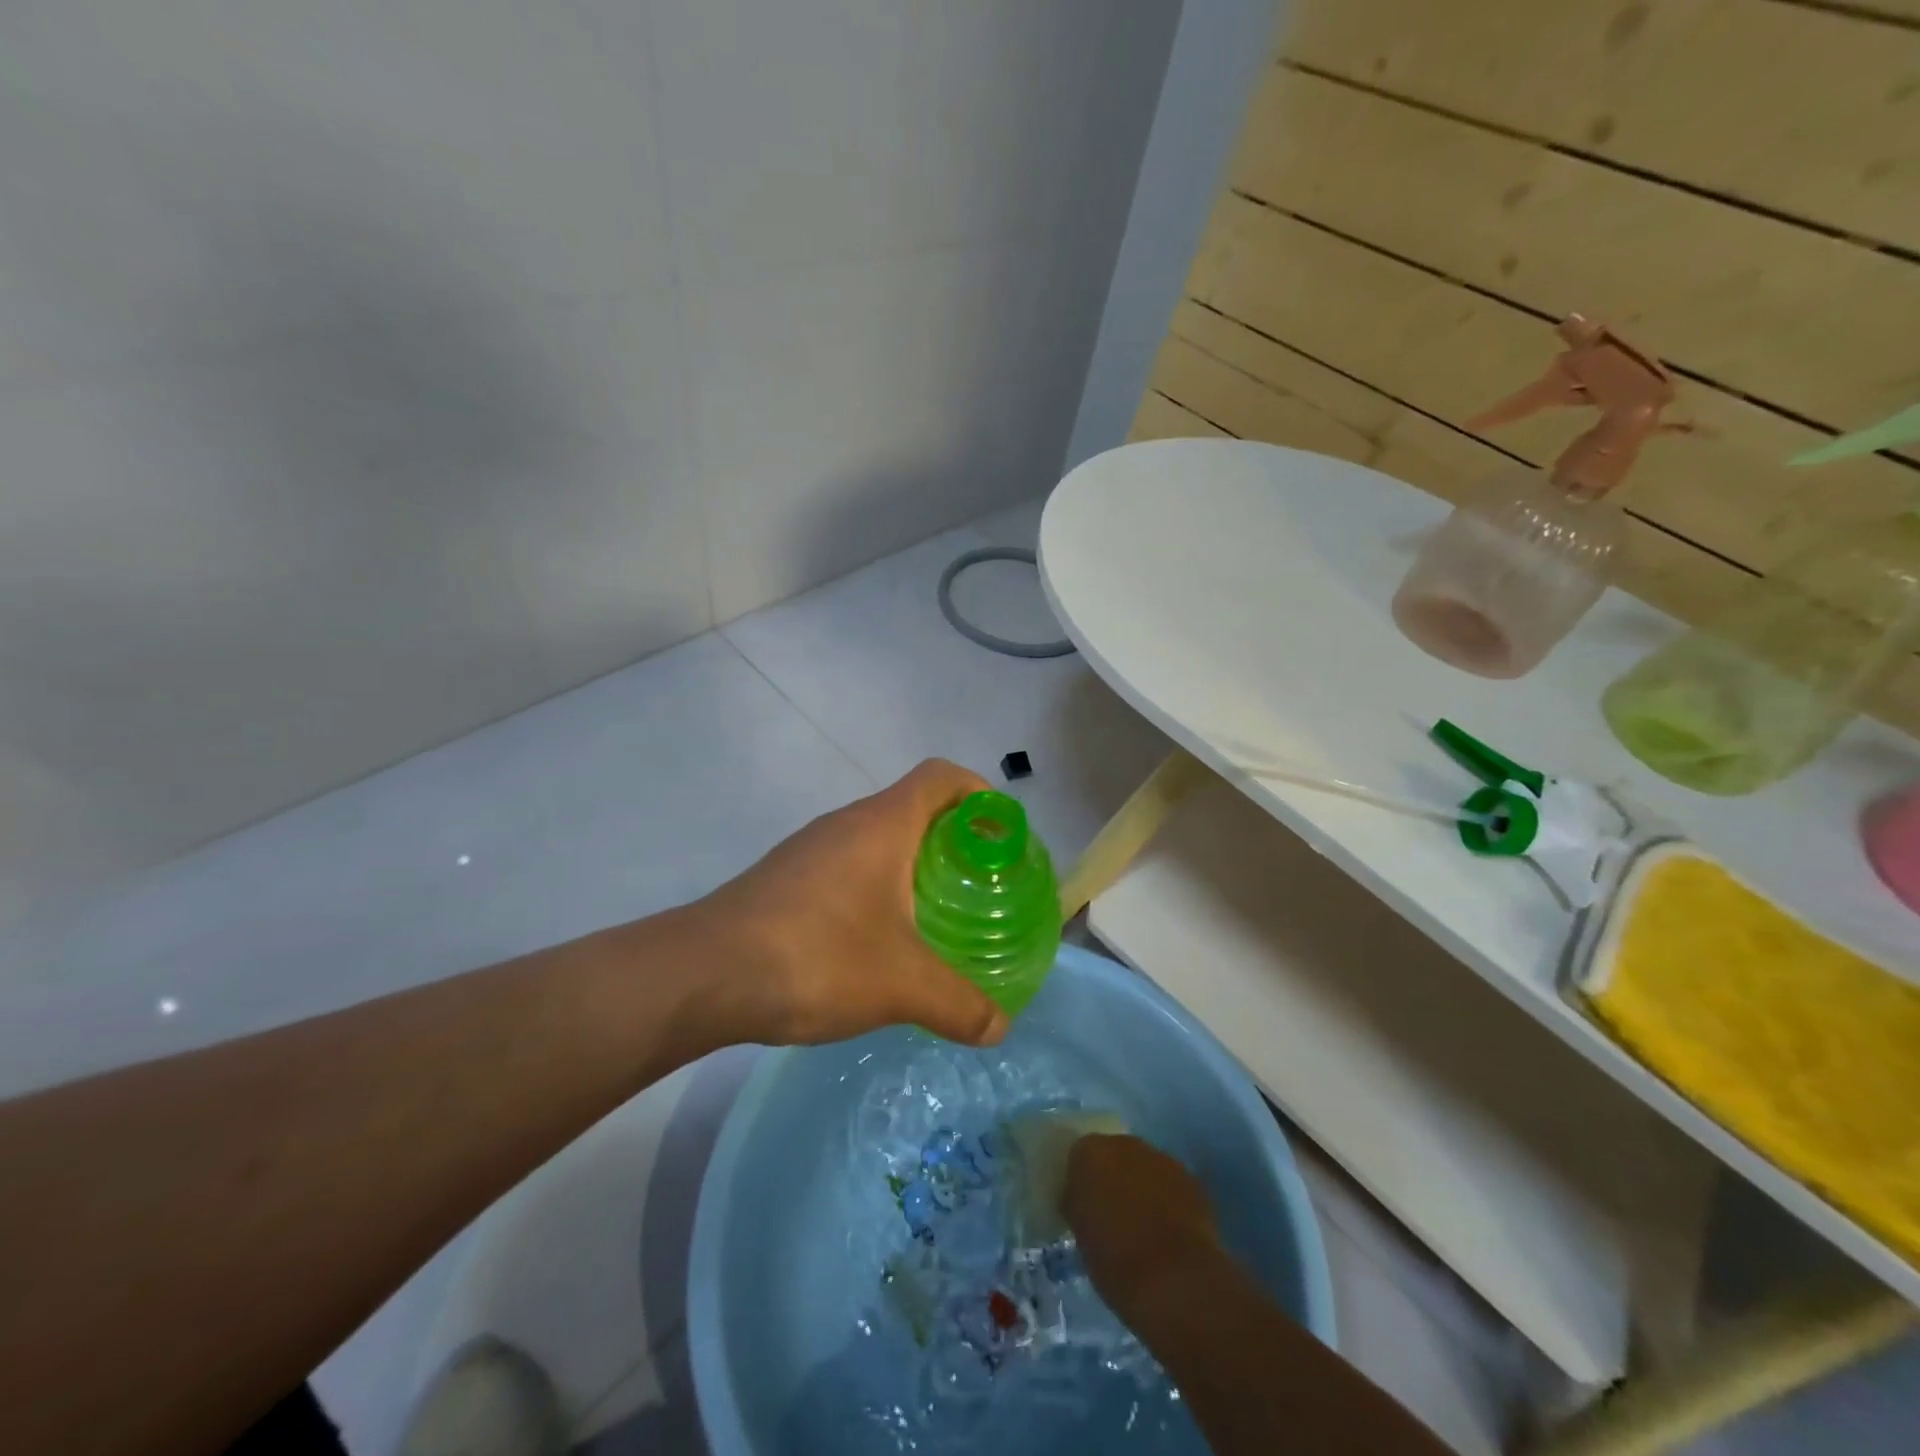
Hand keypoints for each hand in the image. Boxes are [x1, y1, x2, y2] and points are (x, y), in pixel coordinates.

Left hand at [688, 759, 1009, 1047]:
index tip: (1003, 834)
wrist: (703, 975)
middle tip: (979, 886)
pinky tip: (876, 942)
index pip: (942, 777)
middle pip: (913, 807)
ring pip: (877, 839)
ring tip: (935, 916)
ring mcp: (810, 849)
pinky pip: (846, 867)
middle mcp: (846, 824)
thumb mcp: (901, 986)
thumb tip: (999, 1029)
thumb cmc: (816, 957)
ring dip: (911, 866)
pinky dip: (875, 888)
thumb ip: (958, 1005)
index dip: (980, 793)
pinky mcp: (786, 878)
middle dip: (953, 839)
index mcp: (882, 825)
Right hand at [1064, 1134, 1220, 1315]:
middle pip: (1115, 1156)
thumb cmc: (1114, 1260)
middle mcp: (1125, 1144)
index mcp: (1090, 1153)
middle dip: (1114, 1179)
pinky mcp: (1192, 1181)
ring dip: (1143, 1188)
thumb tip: (1085, 1203)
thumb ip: (1080, 1205)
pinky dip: (1168, 1202)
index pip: (1080, 1157)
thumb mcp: (1080, 1234)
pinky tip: (1169, 1232)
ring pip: (1146, 1169)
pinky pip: (1171, 1186)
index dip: (1083, 1182)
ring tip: (1144, 1227)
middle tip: (1113, 1215)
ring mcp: (1162, 1159)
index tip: (1085, 1207)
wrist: (1174, 1280)